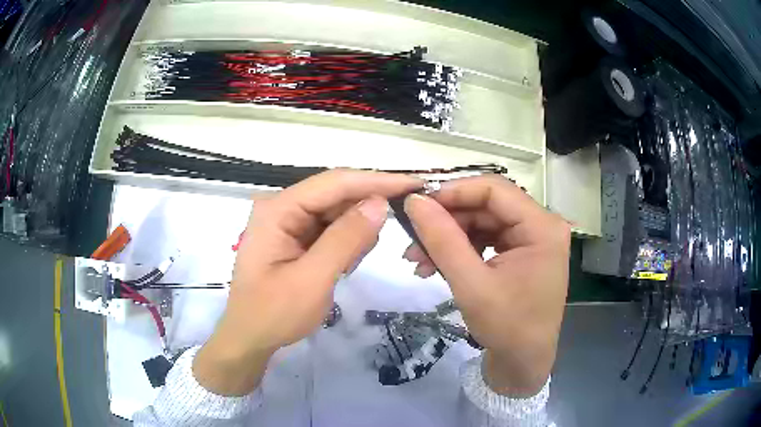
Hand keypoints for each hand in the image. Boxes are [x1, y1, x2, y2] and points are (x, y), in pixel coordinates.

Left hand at [194, 170, 420, 395]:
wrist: (250, 339)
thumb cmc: (274, 314)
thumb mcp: (312, 280)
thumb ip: (346, 239)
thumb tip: (380, 203)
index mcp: (278, 209)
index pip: (335, 182)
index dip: (376, 181)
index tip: (414, 184)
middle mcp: (283, 207)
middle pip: (336, 195)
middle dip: (365, 212)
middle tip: (389, 236)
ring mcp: (288, 222)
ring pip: (337, 213)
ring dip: (354, 233)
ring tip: (348, 266)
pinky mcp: (296, 238)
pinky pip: (330, 230)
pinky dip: (345, 244)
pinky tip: (342, 266)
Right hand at [403, 175, 569, 396]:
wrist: (522, 363)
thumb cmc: (506, 327)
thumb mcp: (471, 284)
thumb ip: (442, 239)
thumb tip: (414, 201)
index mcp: (542, 227)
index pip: (494, 189)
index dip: (454, 192)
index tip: (419, 206)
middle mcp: (541, 226)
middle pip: (487, 206)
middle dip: (447, 222)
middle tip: (412, 241)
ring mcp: (532, 240)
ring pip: (483, 222)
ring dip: (449, 238)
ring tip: (418, 261)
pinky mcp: (521, 254)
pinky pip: (487, 239)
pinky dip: (460, 250)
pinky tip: (436, 266)